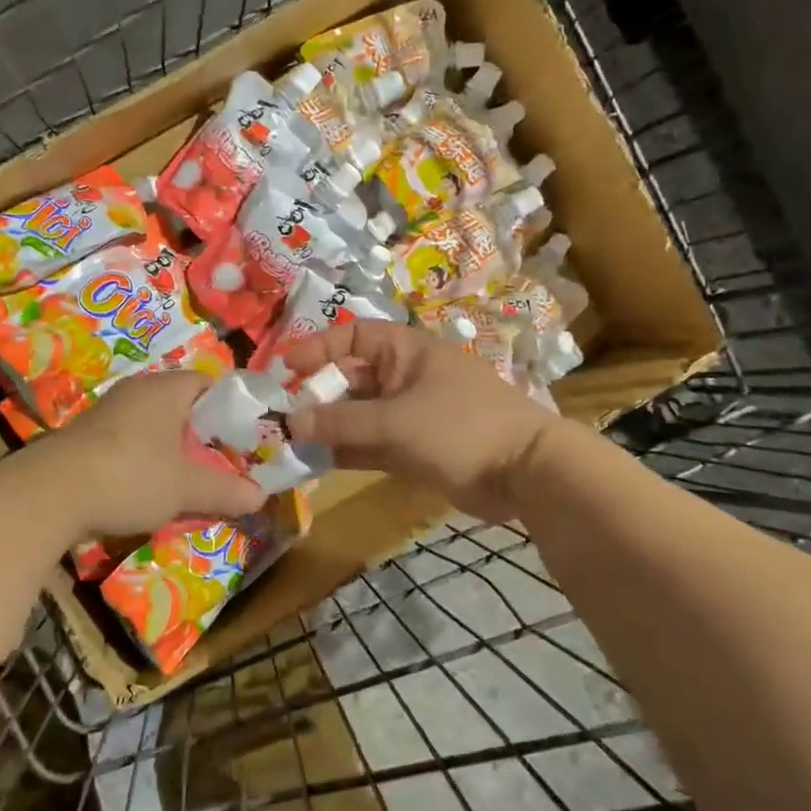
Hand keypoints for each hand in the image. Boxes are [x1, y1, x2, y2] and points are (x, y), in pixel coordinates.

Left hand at [30, 370, 267, 539]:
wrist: (50, 493)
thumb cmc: (130, 475)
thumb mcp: (185, 488)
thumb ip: (225, 490)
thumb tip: (261, 497)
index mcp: (166, 389)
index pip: (209, 383)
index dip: (231, 408)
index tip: (244, 437)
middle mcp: (137, 390)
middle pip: (182, 405)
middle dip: (202, 434)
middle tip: (222, 462)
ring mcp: (108, 411)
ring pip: (154, 424)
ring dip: (171, 449)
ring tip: (188, 479)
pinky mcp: (87, 435)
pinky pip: (129, 440)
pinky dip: (144, 459)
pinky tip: (147, 487)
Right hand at [281, 320, 558, 521]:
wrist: (527, 474)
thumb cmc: (461, 428)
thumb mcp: (395, 422)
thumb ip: (340, 423)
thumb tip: (291, 423)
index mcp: (406, 351)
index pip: (352, 336)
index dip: (317, 347)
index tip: (285, 369)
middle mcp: (405, 376)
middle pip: (351, 378)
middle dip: (317, 395)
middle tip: (282, 416)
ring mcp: (410, 413)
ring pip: (358, 414)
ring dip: (328, 427)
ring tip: (291, 443)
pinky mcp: (415, 446)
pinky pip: (371, 443)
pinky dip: (347, 451)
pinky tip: (317, 463)